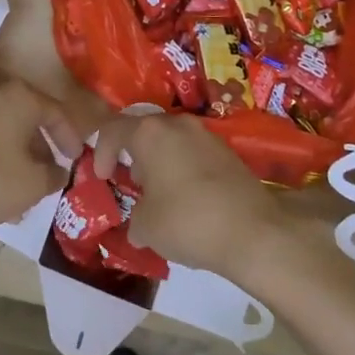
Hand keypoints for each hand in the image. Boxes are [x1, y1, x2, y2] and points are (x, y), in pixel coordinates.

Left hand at [0, 79, 83, 240]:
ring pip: (3, 131)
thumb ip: (53, 176)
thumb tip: (59, 171)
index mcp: (18, 97)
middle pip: (27, 119)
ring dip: (17, 158)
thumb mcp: (31, 185)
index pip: (55, 112)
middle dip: (41, 150)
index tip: (76, 160)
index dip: (70, 137)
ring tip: (24, 195)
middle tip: (49, 177)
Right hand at [92, 114, 284, 280]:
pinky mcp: (228, 151)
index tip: (102, 177)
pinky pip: (193, 153)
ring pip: (171, 140)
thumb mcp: (146, 227)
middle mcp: (177, 124)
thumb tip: (138, 222)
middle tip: (132, 183)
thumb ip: (134, 218)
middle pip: (145, 131)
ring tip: (160, 194)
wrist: (253, 230)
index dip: (101, 152)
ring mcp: (205, 134)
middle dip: (134, 155)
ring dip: (160, 162)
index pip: (113, 129)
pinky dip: (183, 169)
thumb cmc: (187, 221)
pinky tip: (187, 199)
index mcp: (149, 133)